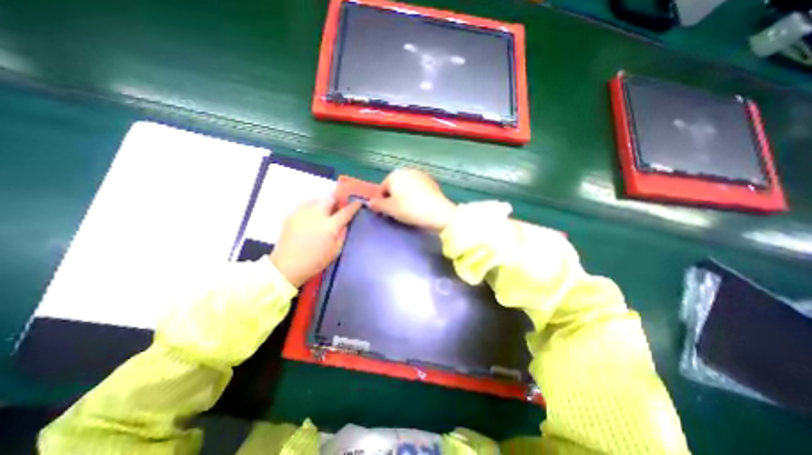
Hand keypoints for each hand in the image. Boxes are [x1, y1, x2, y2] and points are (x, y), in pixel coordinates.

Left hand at [268, 197, 360, 286]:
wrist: (287, 266)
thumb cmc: (315, 261)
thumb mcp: (336, 250)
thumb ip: (342, 233)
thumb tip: (345, 223)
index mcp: (329, 225)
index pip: (346, 211)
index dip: (354, 206)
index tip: (358, 203)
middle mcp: (316, 214)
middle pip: (330, 198)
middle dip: (337, 200)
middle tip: (339, 206)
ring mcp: (302, 213)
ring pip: (317, 199)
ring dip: (324, 203)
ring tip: (324, 211)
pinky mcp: (292, 215)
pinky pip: (305, 205)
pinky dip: (312, 207)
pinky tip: (312, 217)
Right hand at [370, 169, 454, 233]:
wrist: (437, 211)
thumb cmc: (409, 209)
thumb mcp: (389, 209)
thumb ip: (377, 205)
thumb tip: (370, 203)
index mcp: (394, 175)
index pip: (383, 189)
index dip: (383, 201)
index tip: (387, 212)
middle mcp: (407, 170)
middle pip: (396, 186)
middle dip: (395, 197)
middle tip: (398, 212)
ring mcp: (421, 175)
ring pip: (408, 187)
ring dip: (406, 196)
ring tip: (410, 209)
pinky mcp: (432, 182)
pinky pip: (419, 189)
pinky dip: (417, 196)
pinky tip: (420, 206)